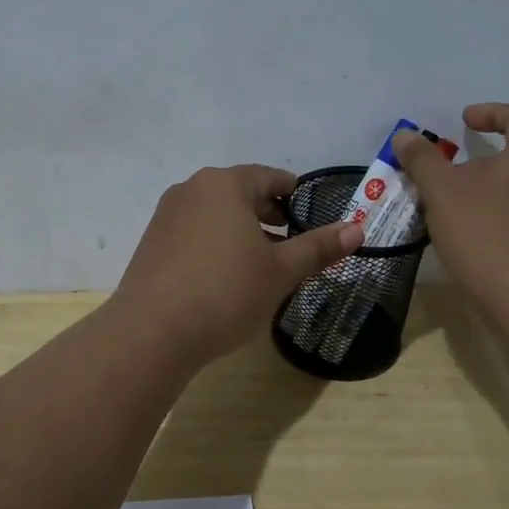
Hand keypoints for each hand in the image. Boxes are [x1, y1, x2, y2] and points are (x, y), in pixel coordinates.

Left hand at [112, 165, 363, 367]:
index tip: (307, 210)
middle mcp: (191, 190)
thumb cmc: (226, 292)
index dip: (292, 192)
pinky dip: (215, 244)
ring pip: (214, 214)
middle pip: (239, 193)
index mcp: (225, 185)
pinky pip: (193, 233)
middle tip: (290, 238)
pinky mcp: (151, 244)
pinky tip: (224, 275)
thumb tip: (358, 228)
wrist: (153, 332)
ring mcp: (166, 216)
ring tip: (260, 261)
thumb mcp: (281, 271)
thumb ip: (318, 247)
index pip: (268, 177)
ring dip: (240, 230)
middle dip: (267, 213)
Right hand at [392, 104, 508, 328]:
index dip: (492, 112)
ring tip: (458, 207)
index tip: (464, 121)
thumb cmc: (487, 234)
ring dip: (492, 190)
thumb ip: (423, 160)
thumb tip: (405, 135)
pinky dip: (502, 216)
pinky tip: (477, 237)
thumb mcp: (443, 192)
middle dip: (485, 158)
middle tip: (452, 172)